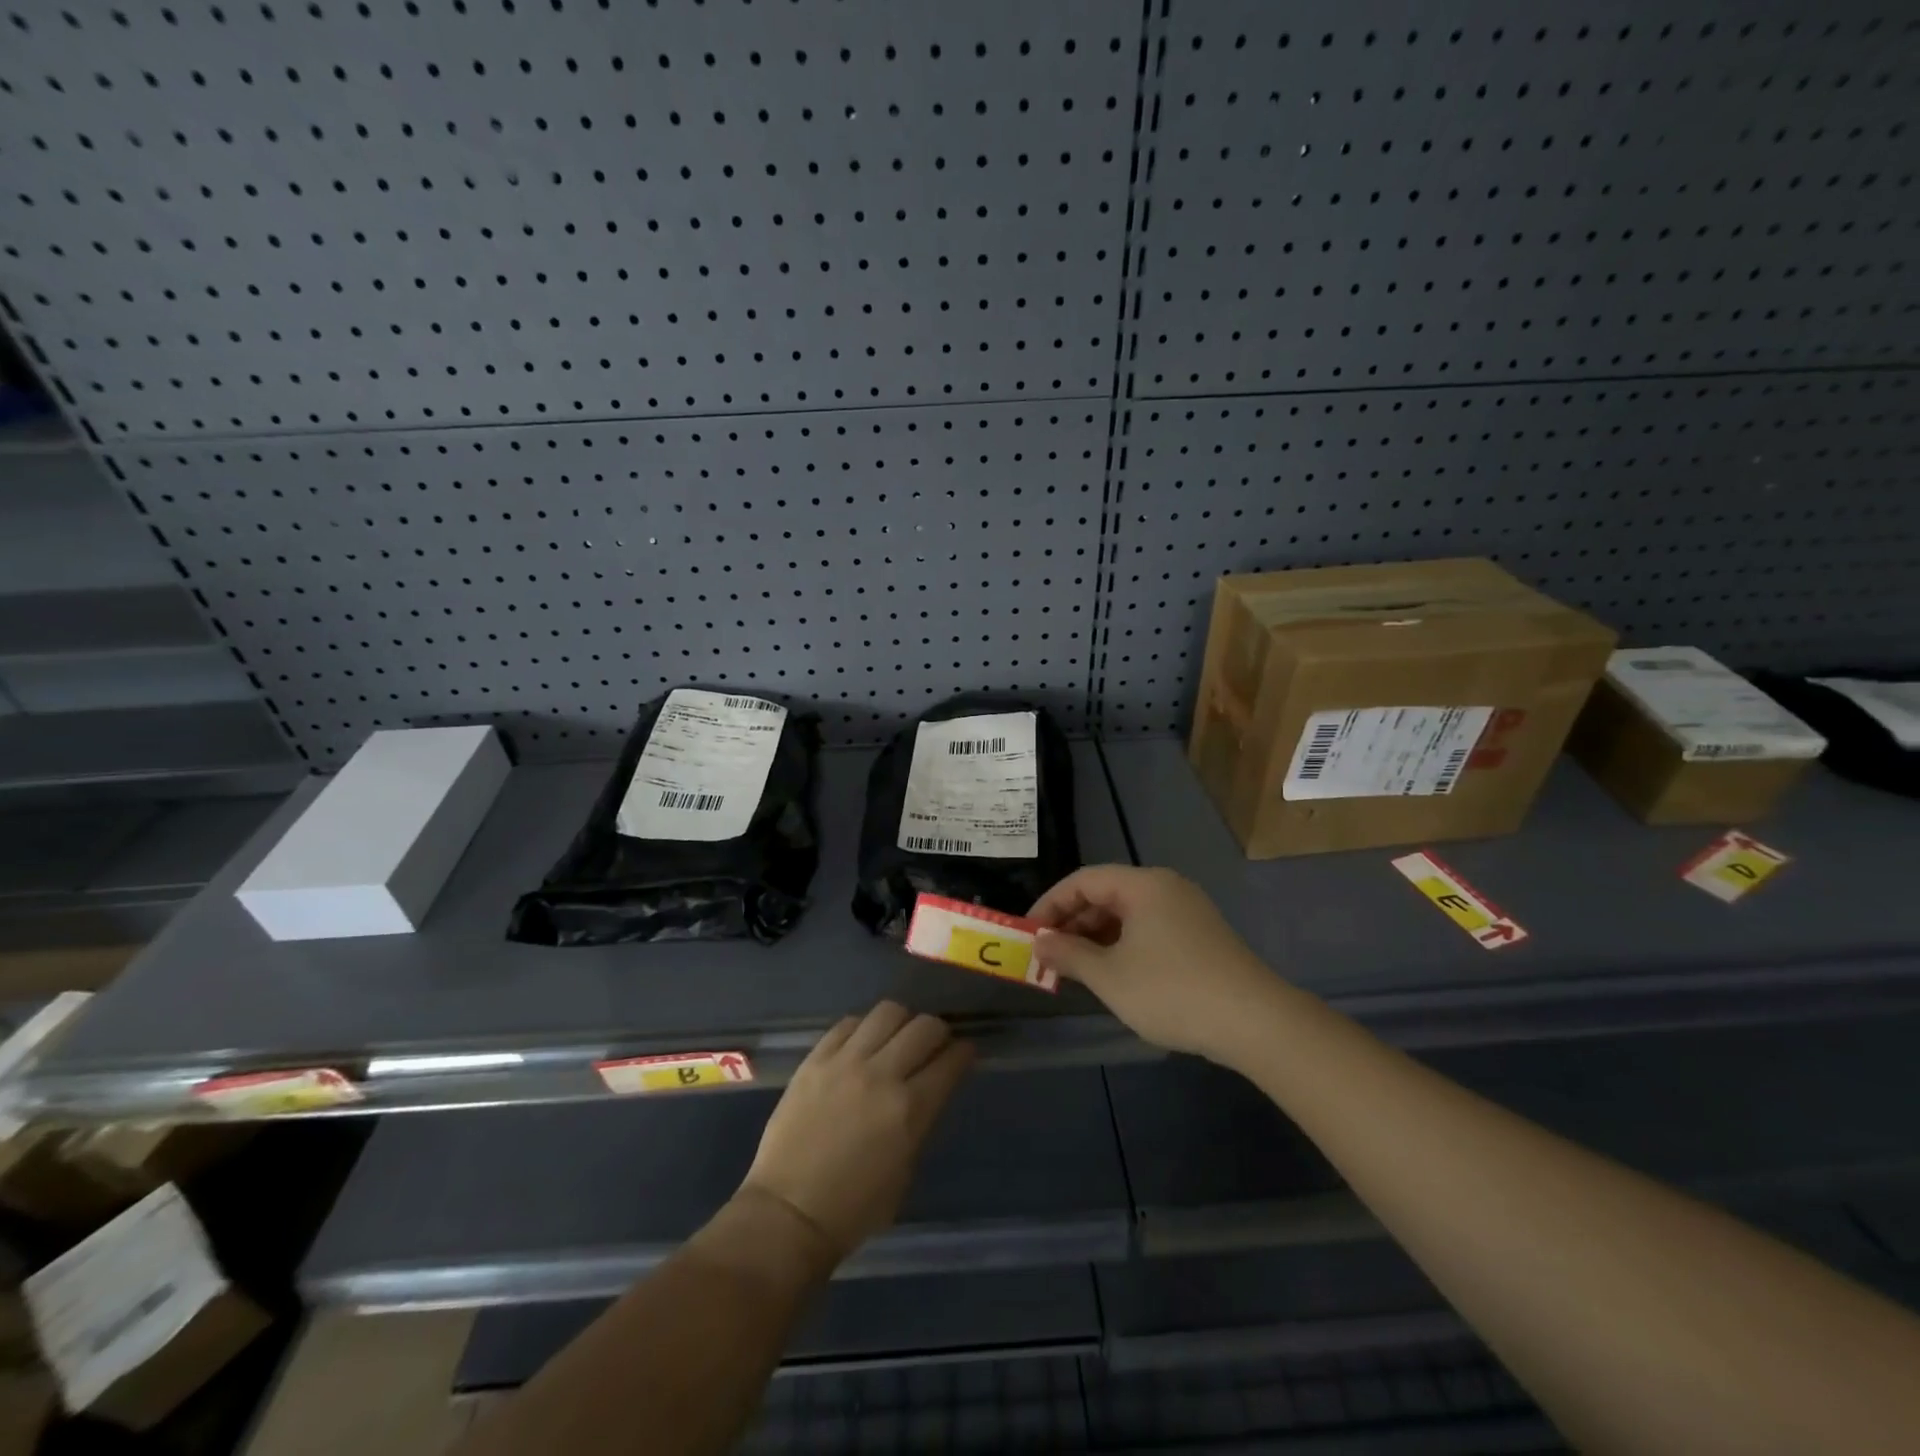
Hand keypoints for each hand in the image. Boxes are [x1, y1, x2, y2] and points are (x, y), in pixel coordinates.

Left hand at [740, 1001, 973, 1260]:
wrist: (788, 1213)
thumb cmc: (854, 1207)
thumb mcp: (905, 1171)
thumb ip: (920, 1121)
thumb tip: (927, 1090)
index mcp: (910, 1109)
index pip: (950, 1061)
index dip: (964, 1053)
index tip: (964, 1053)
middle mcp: (881, 1075)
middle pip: (924, 1026)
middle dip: (938, 1032)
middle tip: (933, 1045)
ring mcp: (845, 1062)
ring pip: (888, 1012)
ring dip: (902, 1022)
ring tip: (896, 1038)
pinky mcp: (815, 1059)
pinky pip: (848, 1023)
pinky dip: (863, 1028)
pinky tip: (862, 1045)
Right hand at [1030, 865, 1285, 1063]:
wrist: (1255, 1022)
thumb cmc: (1172, 991)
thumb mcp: (1109, 976)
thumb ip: (1068, 954)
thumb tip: (1039, 942)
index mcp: (1143, 885)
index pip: (1083, 880)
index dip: (1050, 904)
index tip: (1029, 934)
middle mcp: (1166, 887)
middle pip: (1106, 894)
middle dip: (1072, 922)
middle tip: (1048, 955)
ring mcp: (1187, 911)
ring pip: (1127, 914)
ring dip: (1096, 937)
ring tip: (1075, 969)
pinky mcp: (1201, 936)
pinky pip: (1148, 929)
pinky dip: (1123, 945)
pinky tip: (1113, 974)